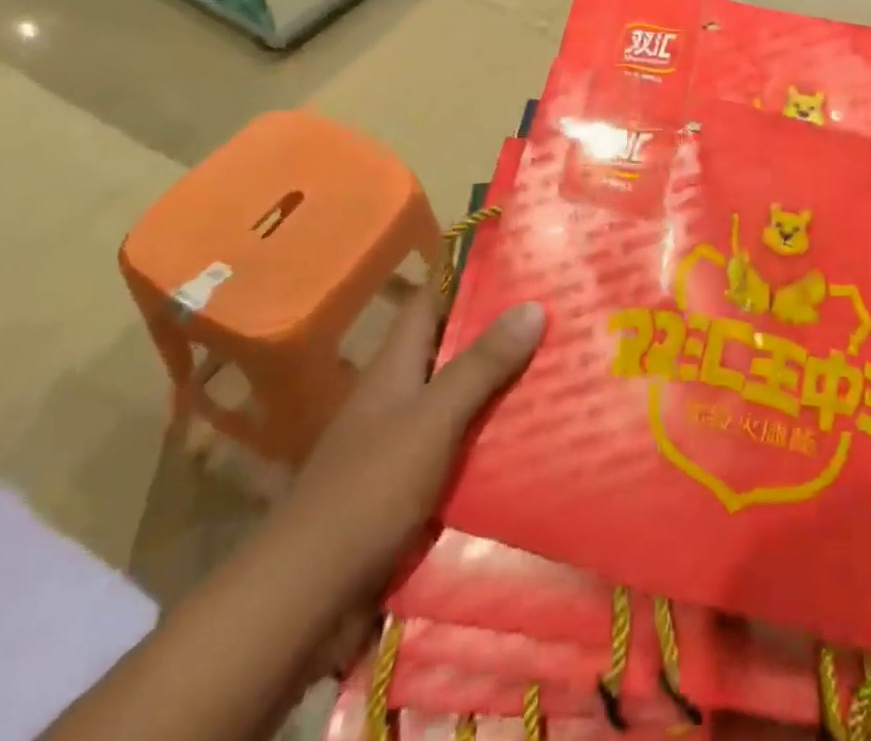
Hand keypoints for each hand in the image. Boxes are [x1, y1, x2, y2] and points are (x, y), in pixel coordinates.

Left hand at [280, 288, 546, 612]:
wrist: (305, 604)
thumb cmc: (367, 493)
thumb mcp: (432, 420)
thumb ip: (481, 365)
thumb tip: (533, 304)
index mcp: (395, 368)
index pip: (432, 302)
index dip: (470, 279)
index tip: (523, 266)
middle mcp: (399, 398)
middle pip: (454, 353)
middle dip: (503, 338)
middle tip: (563, 321)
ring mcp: (404, 448)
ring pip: (463, 406)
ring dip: (505, 394)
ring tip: (566, 376)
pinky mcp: (413, 494)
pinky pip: (463, 455)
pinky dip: (495, 446)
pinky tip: (539, 445)